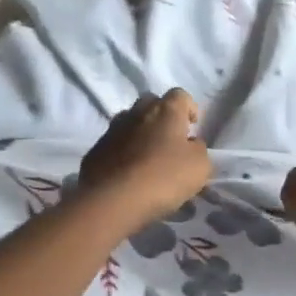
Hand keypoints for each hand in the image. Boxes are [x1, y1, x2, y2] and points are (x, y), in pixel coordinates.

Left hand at [77, 89, 211, 232]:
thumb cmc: (164, 177)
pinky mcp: (95, 150)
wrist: (113, 199)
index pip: (180, 95)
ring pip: (130, 122)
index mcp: (165, 110)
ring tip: (147, 158)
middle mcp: (137, 112)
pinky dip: (123, 152)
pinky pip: (114, 144)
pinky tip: (128, 173)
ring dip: (140, 133)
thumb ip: (198, 149)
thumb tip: (190, 144)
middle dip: (162, 117)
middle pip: (152, 103)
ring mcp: (112, 129)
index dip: (189, 109)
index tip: (192, 128)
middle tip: (170, 141)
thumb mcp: (199, 166)